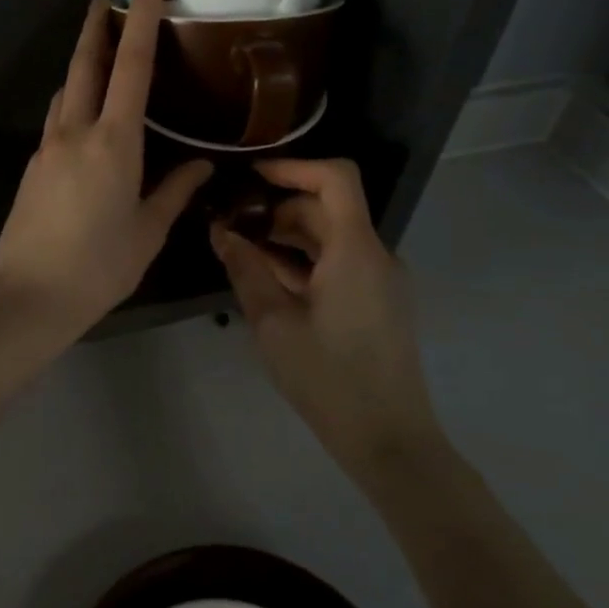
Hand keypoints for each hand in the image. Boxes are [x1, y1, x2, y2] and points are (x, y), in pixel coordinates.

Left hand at [0, 0, 212, 346]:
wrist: (26, 298)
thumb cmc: (98, 267)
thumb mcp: (148, 231)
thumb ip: (175, 191)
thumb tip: (202, 165)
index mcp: (114, 142)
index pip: (131, 65)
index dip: (141, 19)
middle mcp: (76, 132)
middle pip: (85, 64)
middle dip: (95, 26)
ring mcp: (48, 148)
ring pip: (66, 90)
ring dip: (81, 63)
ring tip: (99, 53)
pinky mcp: (33, 168)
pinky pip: (57, 120)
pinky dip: (73, 102)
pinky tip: (85, 118)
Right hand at [210, 158, 440, 460]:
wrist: (388, 440)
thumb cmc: (327, 378)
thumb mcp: (273, 322)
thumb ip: (245, 269)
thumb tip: (220, 231)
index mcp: (356, 251)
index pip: (336, 178)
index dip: (294, 167)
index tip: (251, 177)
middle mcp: (376, 255)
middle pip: (328, 208)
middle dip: (278, 208)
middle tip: (232, 225)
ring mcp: (380, 280)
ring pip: (332, 237)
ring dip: (288, 236)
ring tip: (243, 253)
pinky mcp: (378, 302)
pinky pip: (340, 263)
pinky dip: (305, 261)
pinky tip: (269, 281)